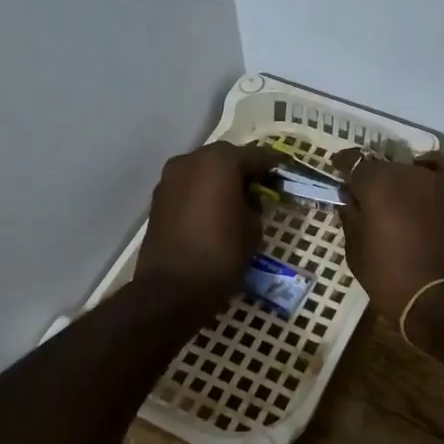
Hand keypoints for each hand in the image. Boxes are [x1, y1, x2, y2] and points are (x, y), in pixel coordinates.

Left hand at [136, 142, 278, 310]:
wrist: (173, 288)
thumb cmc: (222, 254)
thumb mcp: (253, 228)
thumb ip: (255, 205)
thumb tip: (248, 200)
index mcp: (220, 162)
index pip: (256, 155)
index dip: (273, 166)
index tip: (285, 175)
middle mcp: (192, 160)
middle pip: (225, 158)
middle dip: (243, 170)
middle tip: (260, 188)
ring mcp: (170, 178)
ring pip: (203, 170)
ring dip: (220, 180)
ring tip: (236, 201)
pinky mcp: (158, 198)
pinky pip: (188, 186)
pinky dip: (202, 193)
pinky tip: (214, 211)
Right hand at [332, 150, 443, 320]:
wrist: (439, 300)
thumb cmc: (389, 278)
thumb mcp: (356, 251)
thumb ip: (350, 217)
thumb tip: (349, 198)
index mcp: (376, 184)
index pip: (354, 161)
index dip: (343, 165)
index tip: (337, 172)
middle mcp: (405, 173)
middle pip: (382, 166)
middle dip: (369, 179)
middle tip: (363, 199)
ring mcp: (434, 181)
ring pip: (410, 169)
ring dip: (398, 179)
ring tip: (393, 198)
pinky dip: (434, 166)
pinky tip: (425, 176)